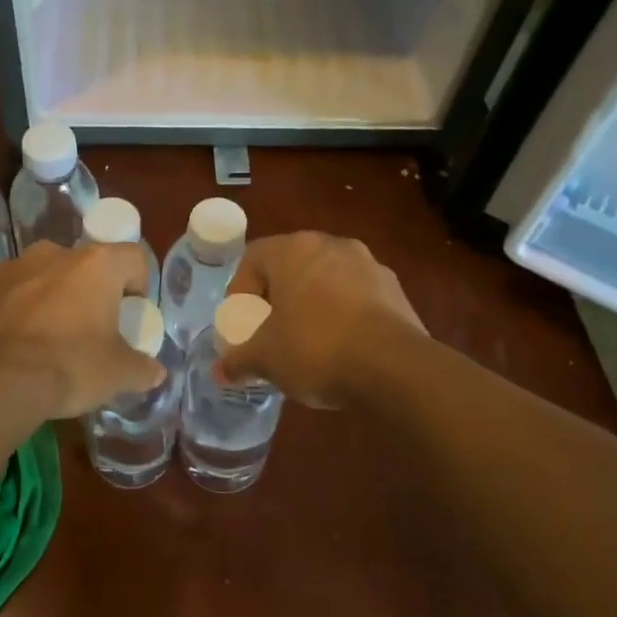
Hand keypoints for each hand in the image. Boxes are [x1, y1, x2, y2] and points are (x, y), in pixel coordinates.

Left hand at [0, 241, 163, 419]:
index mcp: (94, 266)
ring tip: (38, 339)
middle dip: (83, 290)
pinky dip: (1, 314)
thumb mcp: (117, 375)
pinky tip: (1, 347)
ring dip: (40, 298)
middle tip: (83, 328)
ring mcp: (4, 270)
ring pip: (33, 277)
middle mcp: (50, 255)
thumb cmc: (69, 368)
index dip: (137, 282)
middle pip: (78, 265)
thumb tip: (155, 373)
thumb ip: (141, 369)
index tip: (131, 310)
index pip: (131, 257)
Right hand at [218, 232, 425, 407]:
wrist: (394, 367)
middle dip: (276, 298)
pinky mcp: (396, 290)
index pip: (253, 258)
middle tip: (269, 332)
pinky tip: (341, 349)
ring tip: (306, 343)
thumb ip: (238, 360)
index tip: (241, 324)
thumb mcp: (265, 358)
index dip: (239, 291)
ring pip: (326, 280)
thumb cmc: (315, 349)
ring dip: (311, 305)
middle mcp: (331, 245)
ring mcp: (369, 265)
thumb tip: (220, 371)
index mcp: (293, 249)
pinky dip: (343, 316)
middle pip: (291, 266)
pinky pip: (356, 297)